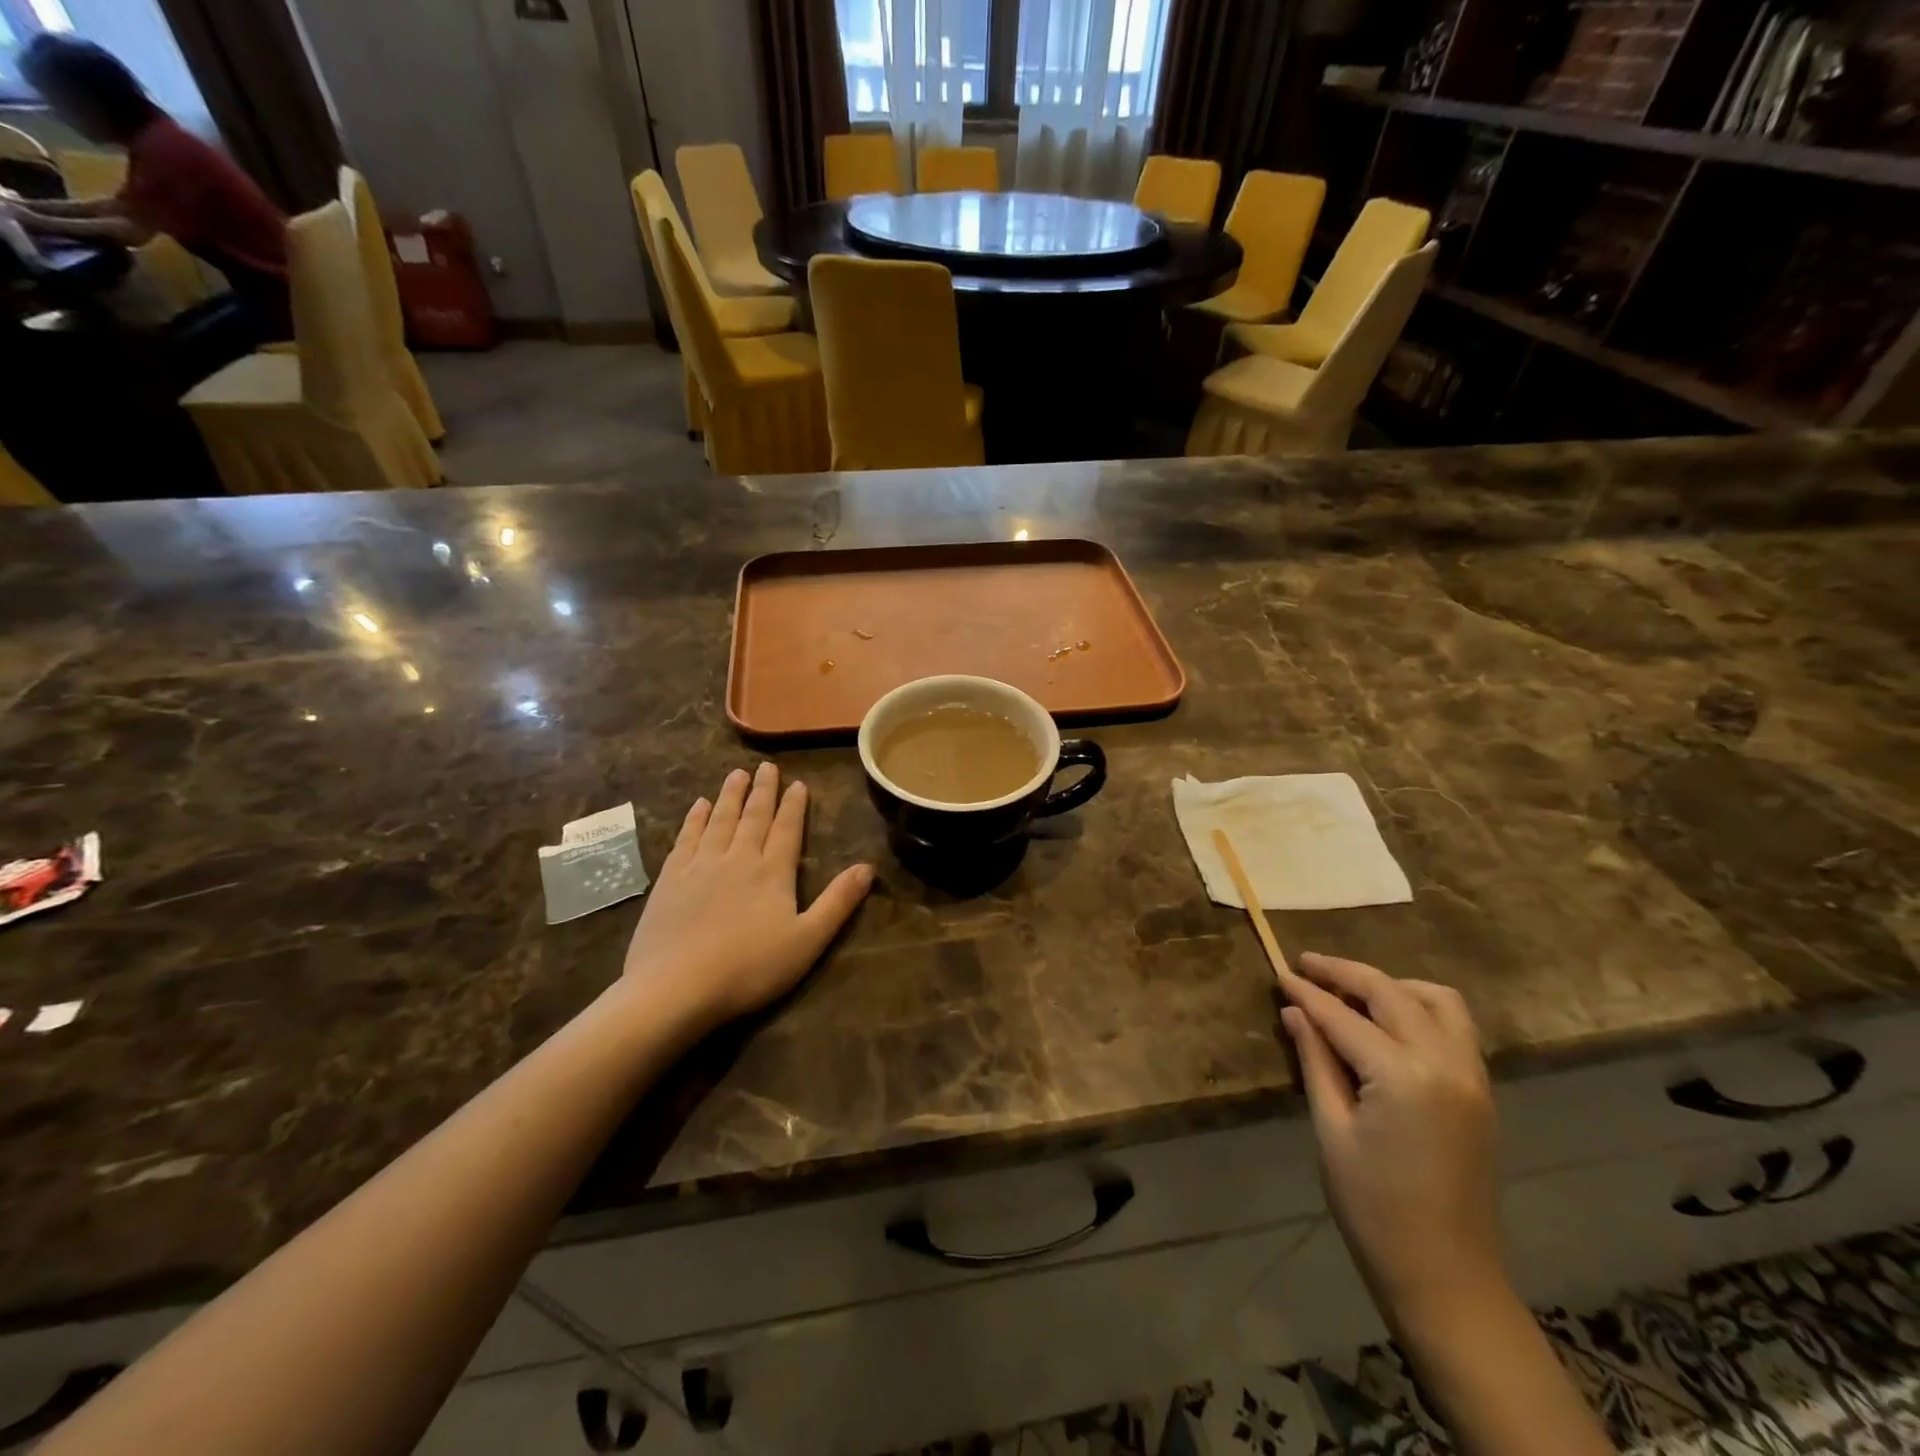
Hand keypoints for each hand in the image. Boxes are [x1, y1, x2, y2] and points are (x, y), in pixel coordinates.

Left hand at [623, 764, 872, 1029]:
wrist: (675, 987)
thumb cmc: (749, 968)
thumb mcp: (807, 941)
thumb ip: (838, 902)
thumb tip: (869, 867)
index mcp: (773, 872)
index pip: (787, 829)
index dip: (794, 805)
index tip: (798, 782)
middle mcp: (737, 858)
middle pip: (753, 817)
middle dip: (763, 791)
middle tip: (767, 766)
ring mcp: (700, 866)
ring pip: (719, 820)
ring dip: (730, 795)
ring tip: (737, 773)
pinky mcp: (670, 879)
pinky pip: (686, 838)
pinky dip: (694, 819)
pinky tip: (698, 806)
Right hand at [1278, 953, 1504, 1331]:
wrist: (1447, 1278)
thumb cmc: (1373, 1208)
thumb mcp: (1332, 1131)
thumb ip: (1316, 1061)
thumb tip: (1295, 1012)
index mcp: (1403, 1076)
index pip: (1344, 1016)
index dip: (1307, 992)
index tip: (1279, 973)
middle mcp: (1446, 1064)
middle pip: (1391, 993)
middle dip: (1345, 973)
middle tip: (1306, 966)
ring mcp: (1472, 1077)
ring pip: (1437, 1000)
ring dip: (1392, 985)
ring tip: (1352, 991)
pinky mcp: (1481, 1093)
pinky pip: (1455, 1027)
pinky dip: (1420, 1008)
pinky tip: (1387, 1023)